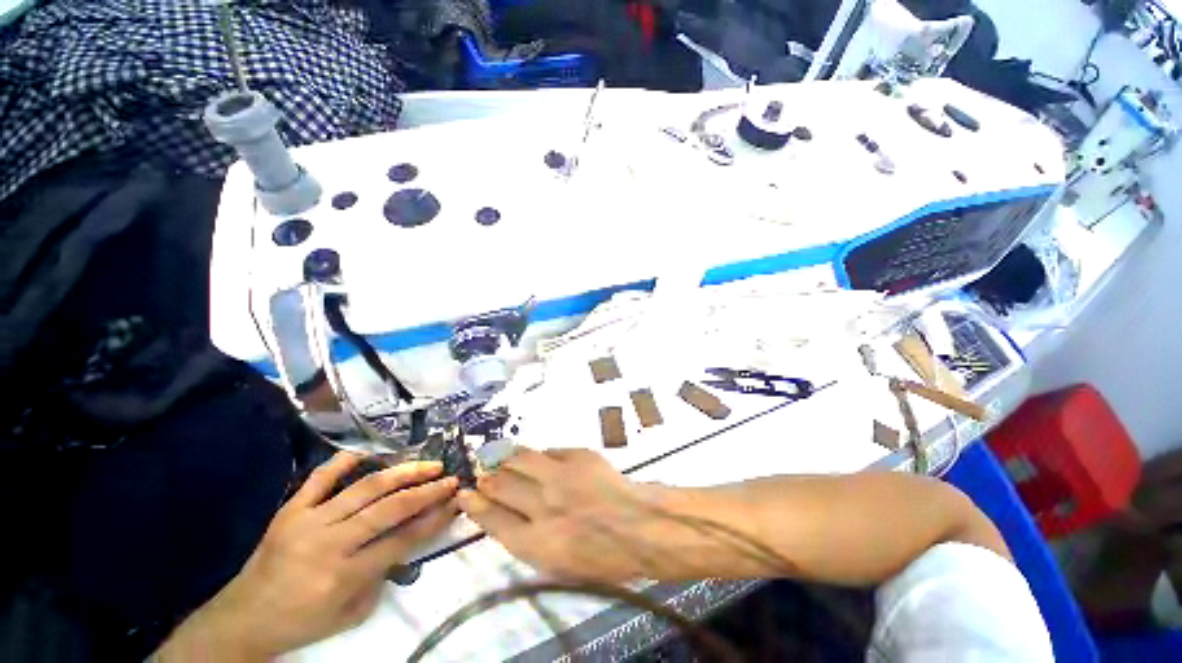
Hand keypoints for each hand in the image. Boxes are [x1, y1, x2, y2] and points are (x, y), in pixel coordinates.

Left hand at [158, 452, 458, 660]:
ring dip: (403, 473)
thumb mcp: (352, 612)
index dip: (434, 519)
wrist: (244, 618)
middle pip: (389, 508)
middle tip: (449, 478)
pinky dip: (346, 461)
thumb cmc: (303, 621)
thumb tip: (413, 535)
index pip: (402, 540)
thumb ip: (385, 573)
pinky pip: (321, 477)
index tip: (455, 501)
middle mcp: (329, 543)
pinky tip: (369, 452)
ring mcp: (308, 521)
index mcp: (344, 576)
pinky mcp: (291, 509)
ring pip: (365, 487)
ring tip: (428, 464)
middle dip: (426, 491)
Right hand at [458, 448, 666, 581]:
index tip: (465, 495)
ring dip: (506, 459)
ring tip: (501, 458)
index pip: (493, 520)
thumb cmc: (603, 556)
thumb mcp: (558, 564)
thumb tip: (510, 512)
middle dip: (488, 480)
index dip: (475, 506)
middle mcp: (542, 506)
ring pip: (520, 459)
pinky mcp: (577, 455)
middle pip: (501, 486)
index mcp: (536, 542)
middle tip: (484, 475)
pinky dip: (539, 456)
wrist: (638, 525)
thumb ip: (528, 539)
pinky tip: (539, 459)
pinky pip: (549, 451)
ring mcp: (560, 475)